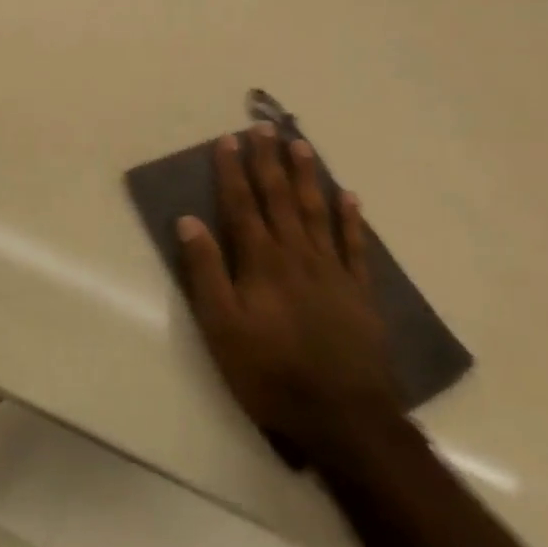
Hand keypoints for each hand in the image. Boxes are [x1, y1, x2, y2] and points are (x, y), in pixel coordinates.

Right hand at [177, 124, 401, 469]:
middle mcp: (297, 256)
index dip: (232, 171)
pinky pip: (354, 246)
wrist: (343, 419)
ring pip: (316, 212)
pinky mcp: (359, 293)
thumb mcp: (221, 327)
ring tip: (300, 145)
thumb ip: (205, 272)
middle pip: (280, 199)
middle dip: (269, 161)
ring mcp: (332, 272)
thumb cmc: (270, 373)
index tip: (228, 140)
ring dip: (307, 177)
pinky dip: (350, 219)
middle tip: (264, 127)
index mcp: (261, 263)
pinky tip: (348, 197)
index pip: (241, 205)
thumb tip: (188, 221)